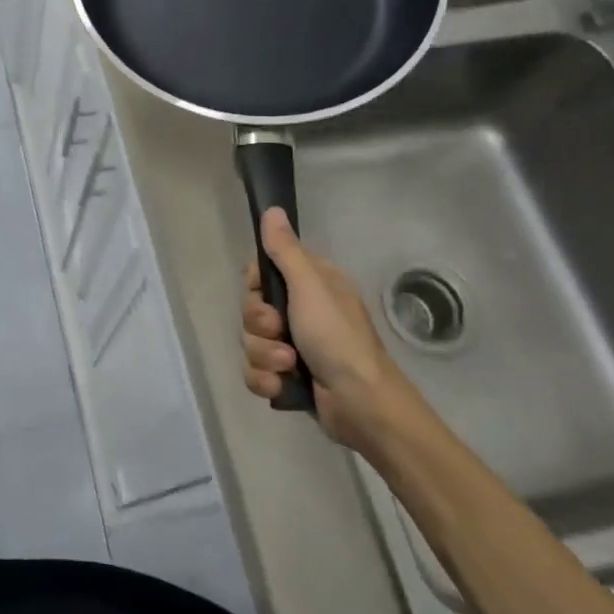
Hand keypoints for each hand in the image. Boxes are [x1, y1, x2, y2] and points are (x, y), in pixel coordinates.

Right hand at [240, 208, 426, 456]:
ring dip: (265, 356)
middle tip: (281, 331)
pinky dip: (266, 379)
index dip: (255, 287)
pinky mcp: (287, 376)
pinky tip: (282, 385)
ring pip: (251, 342)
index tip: (264, 294)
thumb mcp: (310, 287)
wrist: (362, 404)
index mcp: (310, 285)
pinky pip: (255, 371)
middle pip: (252, 309)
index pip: (262, 274)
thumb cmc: (338, 338)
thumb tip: (273, 210)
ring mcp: (293, 345)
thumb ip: (285, 250)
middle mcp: (301, 311)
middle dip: (260, 326)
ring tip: (289, 365)